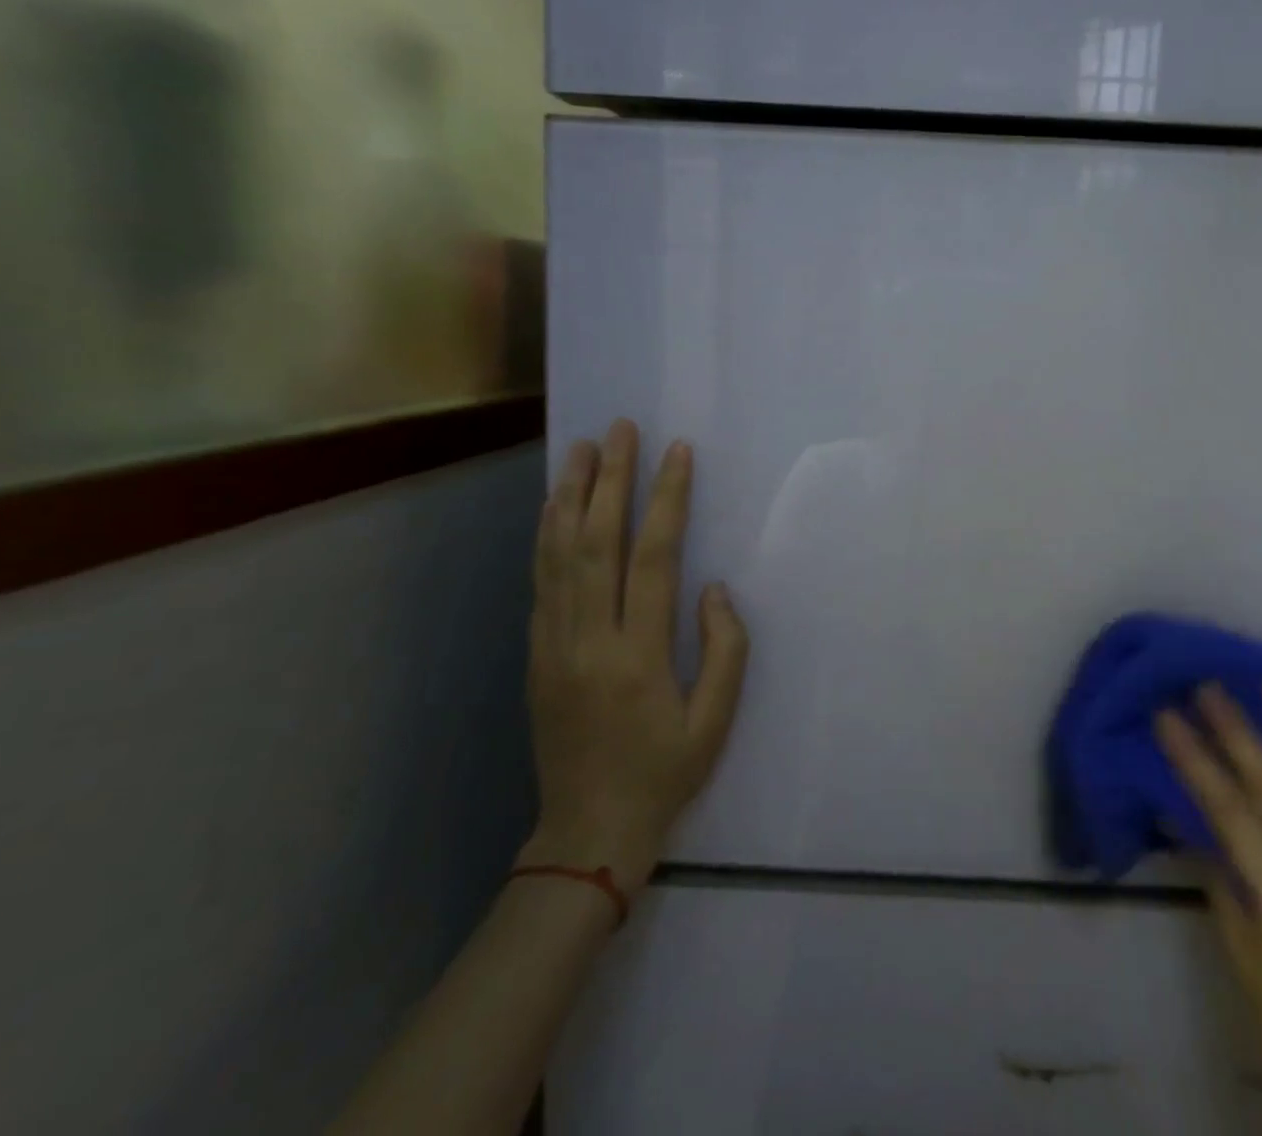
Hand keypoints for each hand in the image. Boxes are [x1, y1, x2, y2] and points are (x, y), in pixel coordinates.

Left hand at [518, 420, 749, 900]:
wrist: (587, 832)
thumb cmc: (664, 774)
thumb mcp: (715, 721)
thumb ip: (724, 649)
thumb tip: (713, 588)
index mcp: (638, 656)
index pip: (653, 558)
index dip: (666, 500)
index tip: (677, 453)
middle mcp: (589, 640)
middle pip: (596, 543)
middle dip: (611, 479)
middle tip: (620, 430)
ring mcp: (554, 645)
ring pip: (558, 556)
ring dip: (570, 497)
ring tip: (581, 450)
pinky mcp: (537, 655)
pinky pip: (541, 583)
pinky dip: (546, 537)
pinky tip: (554, 508)